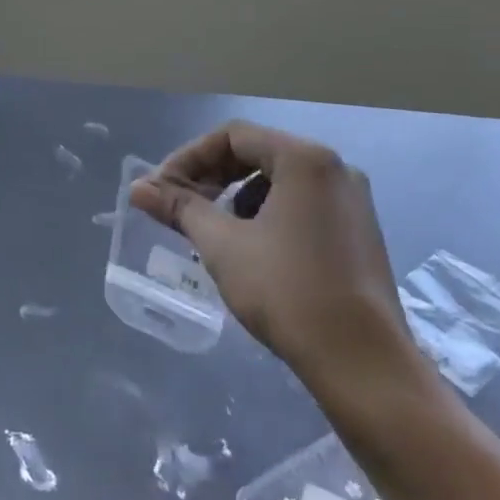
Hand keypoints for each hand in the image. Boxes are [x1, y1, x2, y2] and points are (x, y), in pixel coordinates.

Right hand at [130, 121, 430, 399]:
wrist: (362, 363)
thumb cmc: (287, 292)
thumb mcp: (223, 246)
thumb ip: (180, 208)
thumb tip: (137, 188)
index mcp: (305, 159)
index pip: (233, 136)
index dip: (189, 157)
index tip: (161, 189)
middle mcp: (334, 168)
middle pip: (258, 153)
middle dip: (212, 177)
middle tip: (180, 208)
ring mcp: (351, 200)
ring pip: (279, 181)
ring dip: (237, 198)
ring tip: (214, 234)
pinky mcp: (358, 231)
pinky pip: (302, 204)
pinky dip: (267, 215)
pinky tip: (253, 251)